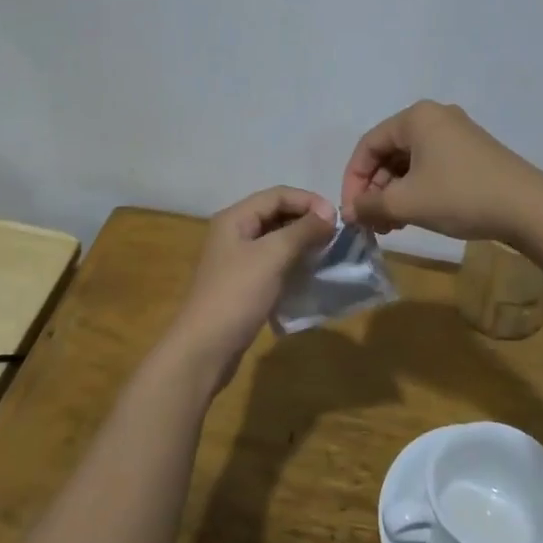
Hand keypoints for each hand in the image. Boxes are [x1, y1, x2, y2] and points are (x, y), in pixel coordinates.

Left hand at [163, 187, 335, 384]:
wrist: (205, 348)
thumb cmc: (237, 295)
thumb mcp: (272, 256)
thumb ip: (302, 231)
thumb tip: (329, 214)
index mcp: (235, 218)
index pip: (278, 194)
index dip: (309, 201)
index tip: (337, 219)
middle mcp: (234, 233)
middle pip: (276, 214)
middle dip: (306, 221)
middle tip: (335, 237)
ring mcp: (237, 260)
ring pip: (275, 240)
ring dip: (302, 243)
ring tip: (327, 254)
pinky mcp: (243, 284)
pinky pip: (272, 263)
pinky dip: (292, 263)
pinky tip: (309, 274)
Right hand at [339, 100, 542, 242]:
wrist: (528, 208)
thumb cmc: (460, 195)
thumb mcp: (407, 202)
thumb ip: (370, 204)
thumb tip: (349, 212)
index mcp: (416, 117)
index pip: (368, 145)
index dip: (353, 180)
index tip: (352, 212)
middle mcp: (435, 117)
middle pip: (389, 152)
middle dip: (375, 189)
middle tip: (372, 223)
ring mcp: (457, 134)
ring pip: (410, 163)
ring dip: (394, 194)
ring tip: (391, 226)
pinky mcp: (472, 153)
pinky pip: (431, 167)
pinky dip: (416, 190)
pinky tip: (414, 217)